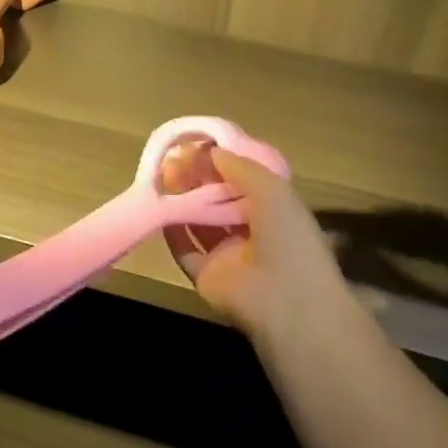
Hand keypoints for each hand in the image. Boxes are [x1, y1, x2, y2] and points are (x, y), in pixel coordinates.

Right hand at [166, 149, 360, 349]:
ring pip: (199, 222)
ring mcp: (227, 254)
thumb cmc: (288, 238)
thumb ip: (240, 167)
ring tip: (161, 179)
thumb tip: (210, 150)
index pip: (243, 180)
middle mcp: (251, 230)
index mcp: (274, 209)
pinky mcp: (206, 274)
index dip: (221, 163)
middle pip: (218, 199)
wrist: (285, 301)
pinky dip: (172, 232)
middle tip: (172, 161)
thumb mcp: (272, 190)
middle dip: (197, 180)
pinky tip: (159, 211)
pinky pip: (184, 250)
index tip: (195, 146)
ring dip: (182, 202)